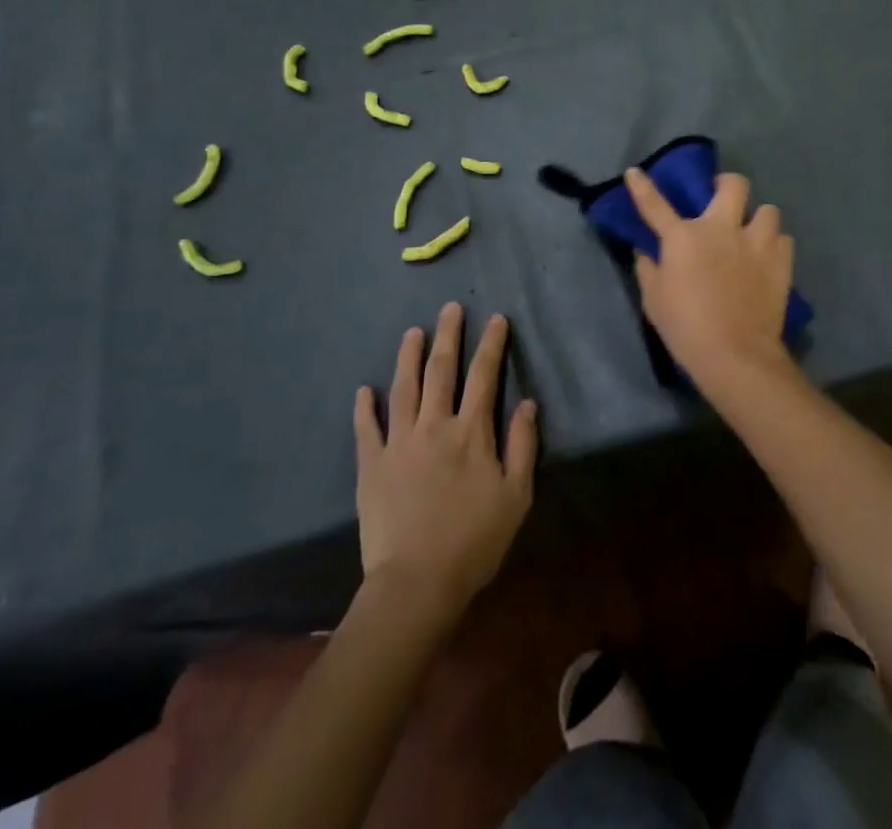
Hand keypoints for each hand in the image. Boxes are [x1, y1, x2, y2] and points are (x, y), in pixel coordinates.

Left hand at [353, 303, 538, 615]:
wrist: (416, 583)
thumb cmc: (474, 541)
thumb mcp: (516, 496)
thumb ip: (523, 445)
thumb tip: (527, 403)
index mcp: (471, 432)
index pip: (484, 376)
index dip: (492, 345)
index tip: (496, 319)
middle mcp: (434, 426)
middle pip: (442, 371)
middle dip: (449, 336)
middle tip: (451, 308)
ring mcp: (399, 444)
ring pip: (403, 388)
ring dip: (408, 357)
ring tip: (412, 331)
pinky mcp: (371, 466)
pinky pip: (366, 429)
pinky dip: (365, 407)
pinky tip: (365, 390)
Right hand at [624, 168, 798, 396]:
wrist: (735, 354)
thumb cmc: (686, 328)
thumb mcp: (654, 301)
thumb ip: (648, 269)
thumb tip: (646, 251)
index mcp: (684, 237)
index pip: (655, 204)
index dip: (642, 186)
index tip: (635, 172)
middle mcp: (721, 229)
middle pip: (734, 184)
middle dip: (727, 185)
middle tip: (721, 199)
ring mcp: (755, 242)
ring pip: (768, 209)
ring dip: (758, 220)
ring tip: (753, 236)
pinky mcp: (781, 261)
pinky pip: (783, 239)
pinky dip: (775, 246)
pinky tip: (768, 259)